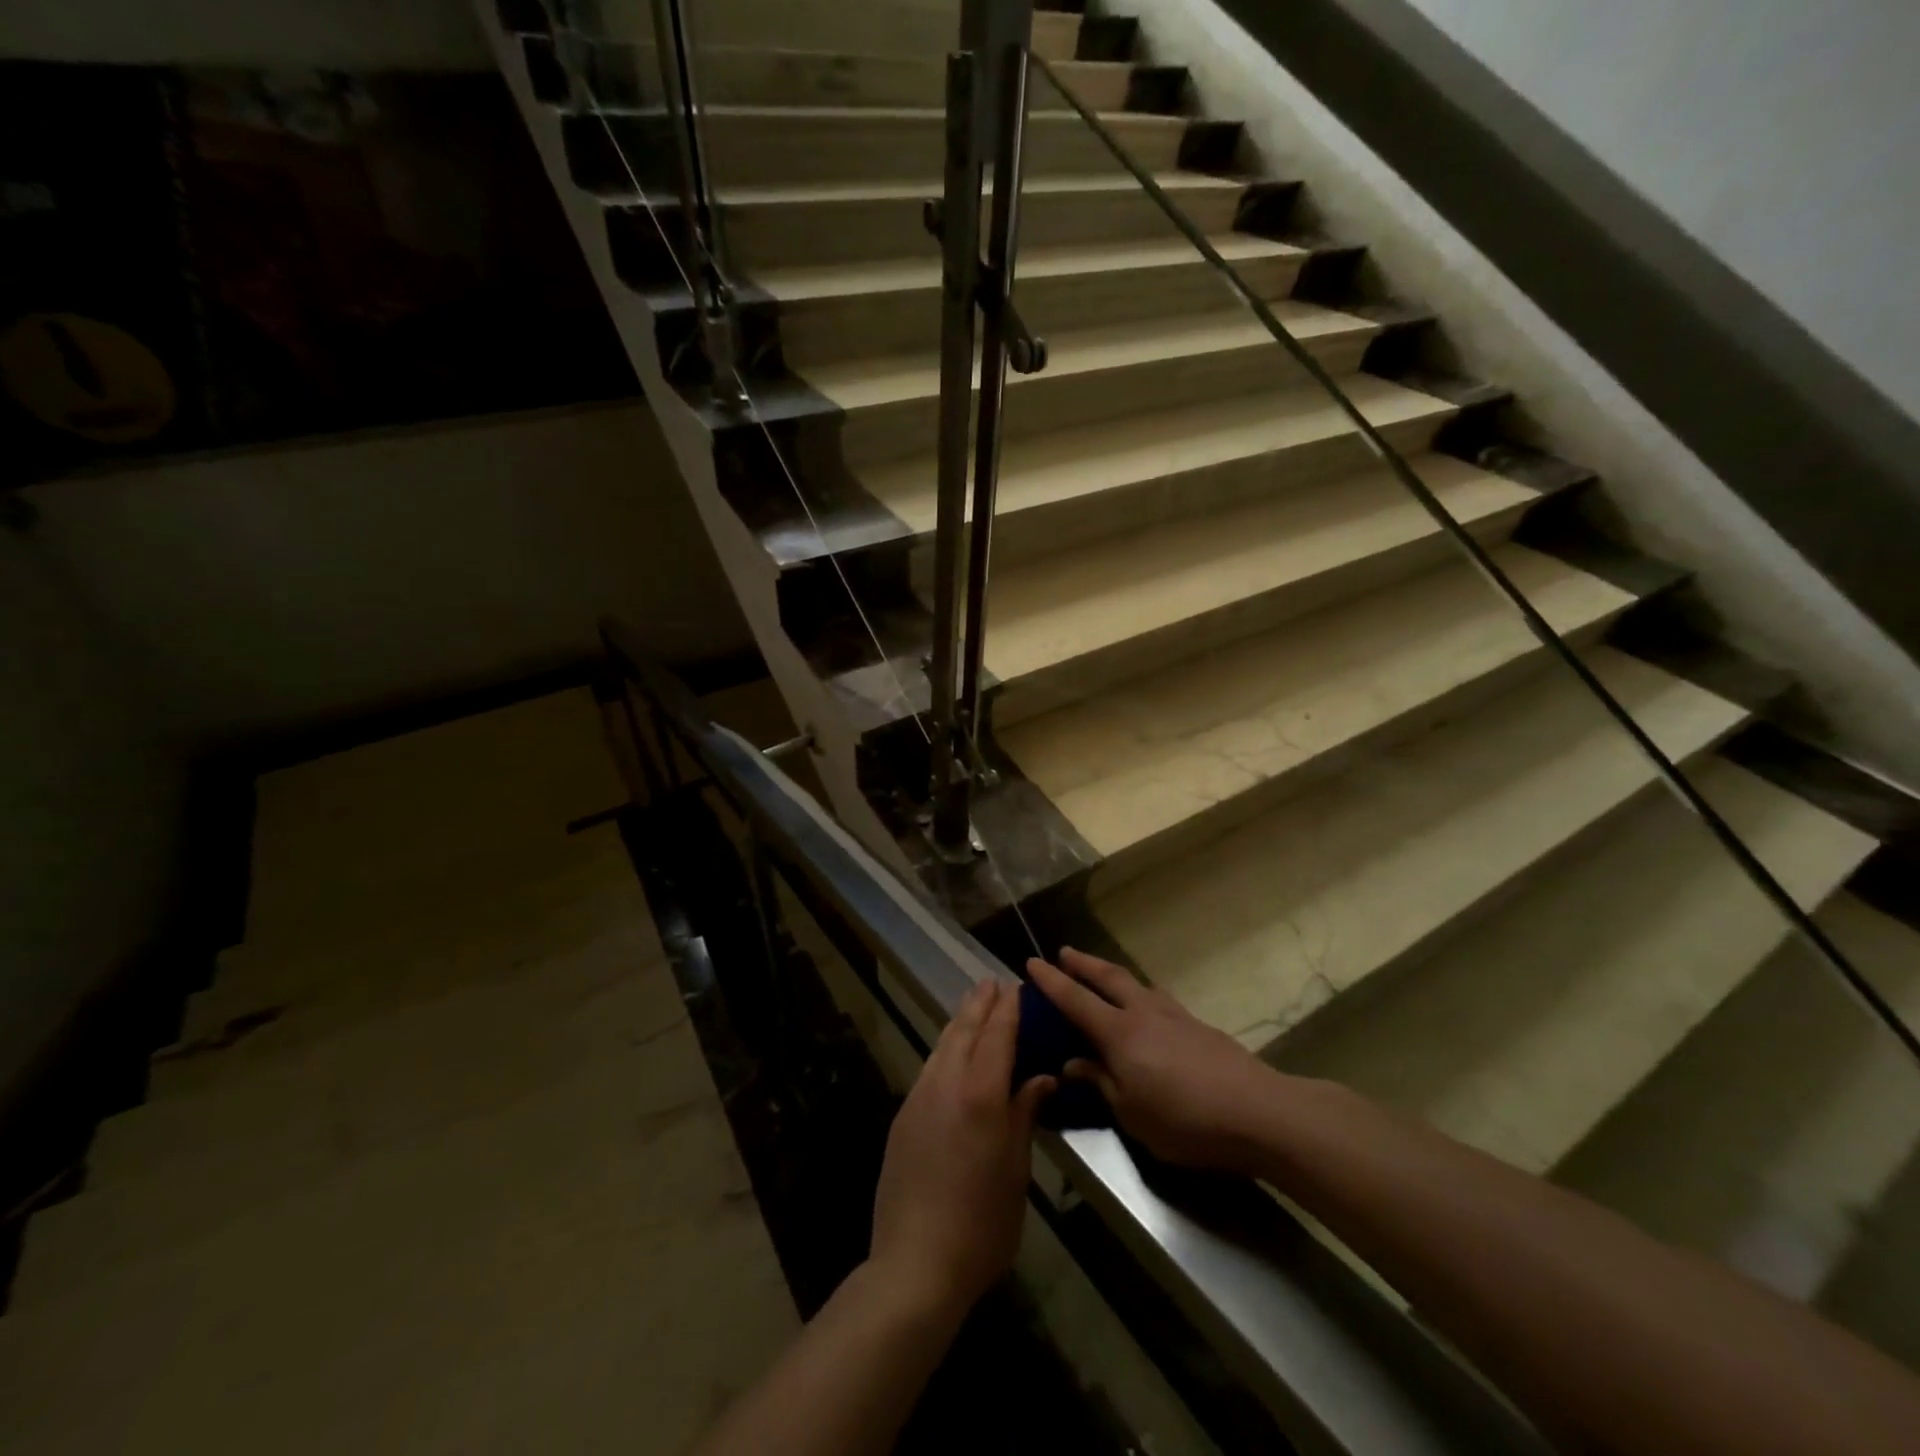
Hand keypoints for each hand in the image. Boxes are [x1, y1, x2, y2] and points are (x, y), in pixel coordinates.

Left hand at [868, 979, 1054, 1314]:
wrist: (915, 1263)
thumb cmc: (982, 1223)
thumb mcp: (1016, 1171)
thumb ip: (1024, 1115)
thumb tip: (1039, 1079)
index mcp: (981, 1093)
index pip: (997, 1035)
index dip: (1008, 1008)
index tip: (1017, 986)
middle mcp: (946, 1083)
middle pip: (964, 1029)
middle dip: (980, 1003)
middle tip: (992, 982)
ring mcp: (919, 1097)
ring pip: (942, 1044)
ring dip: (959, 1021)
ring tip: (973, 1006)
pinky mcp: (903, 1116)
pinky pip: (929, 1067)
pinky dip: (945, 1048)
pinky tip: (951, 1052)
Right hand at [1027, 948, 1283, 1171]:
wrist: (1256, 1111)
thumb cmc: (1184, 1119)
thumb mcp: (1132, 1113)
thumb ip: (1101, 1083)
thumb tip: (1074, 1063)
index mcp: (1119, 1033)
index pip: (1075, 1000)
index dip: (1051, 981)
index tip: (1031, 962)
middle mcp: (1143, 1012)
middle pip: (1107, 977)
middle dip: (1083, 964)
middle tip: (1065, 952)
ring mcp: (1174, 1015)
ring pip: (1136, 983)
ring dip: (1113, 975)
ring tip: (1104, 976)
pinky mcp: (1198, 1025)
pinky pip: (1158, 999)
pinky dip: (1140, 994)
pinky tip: (1146, 1009)